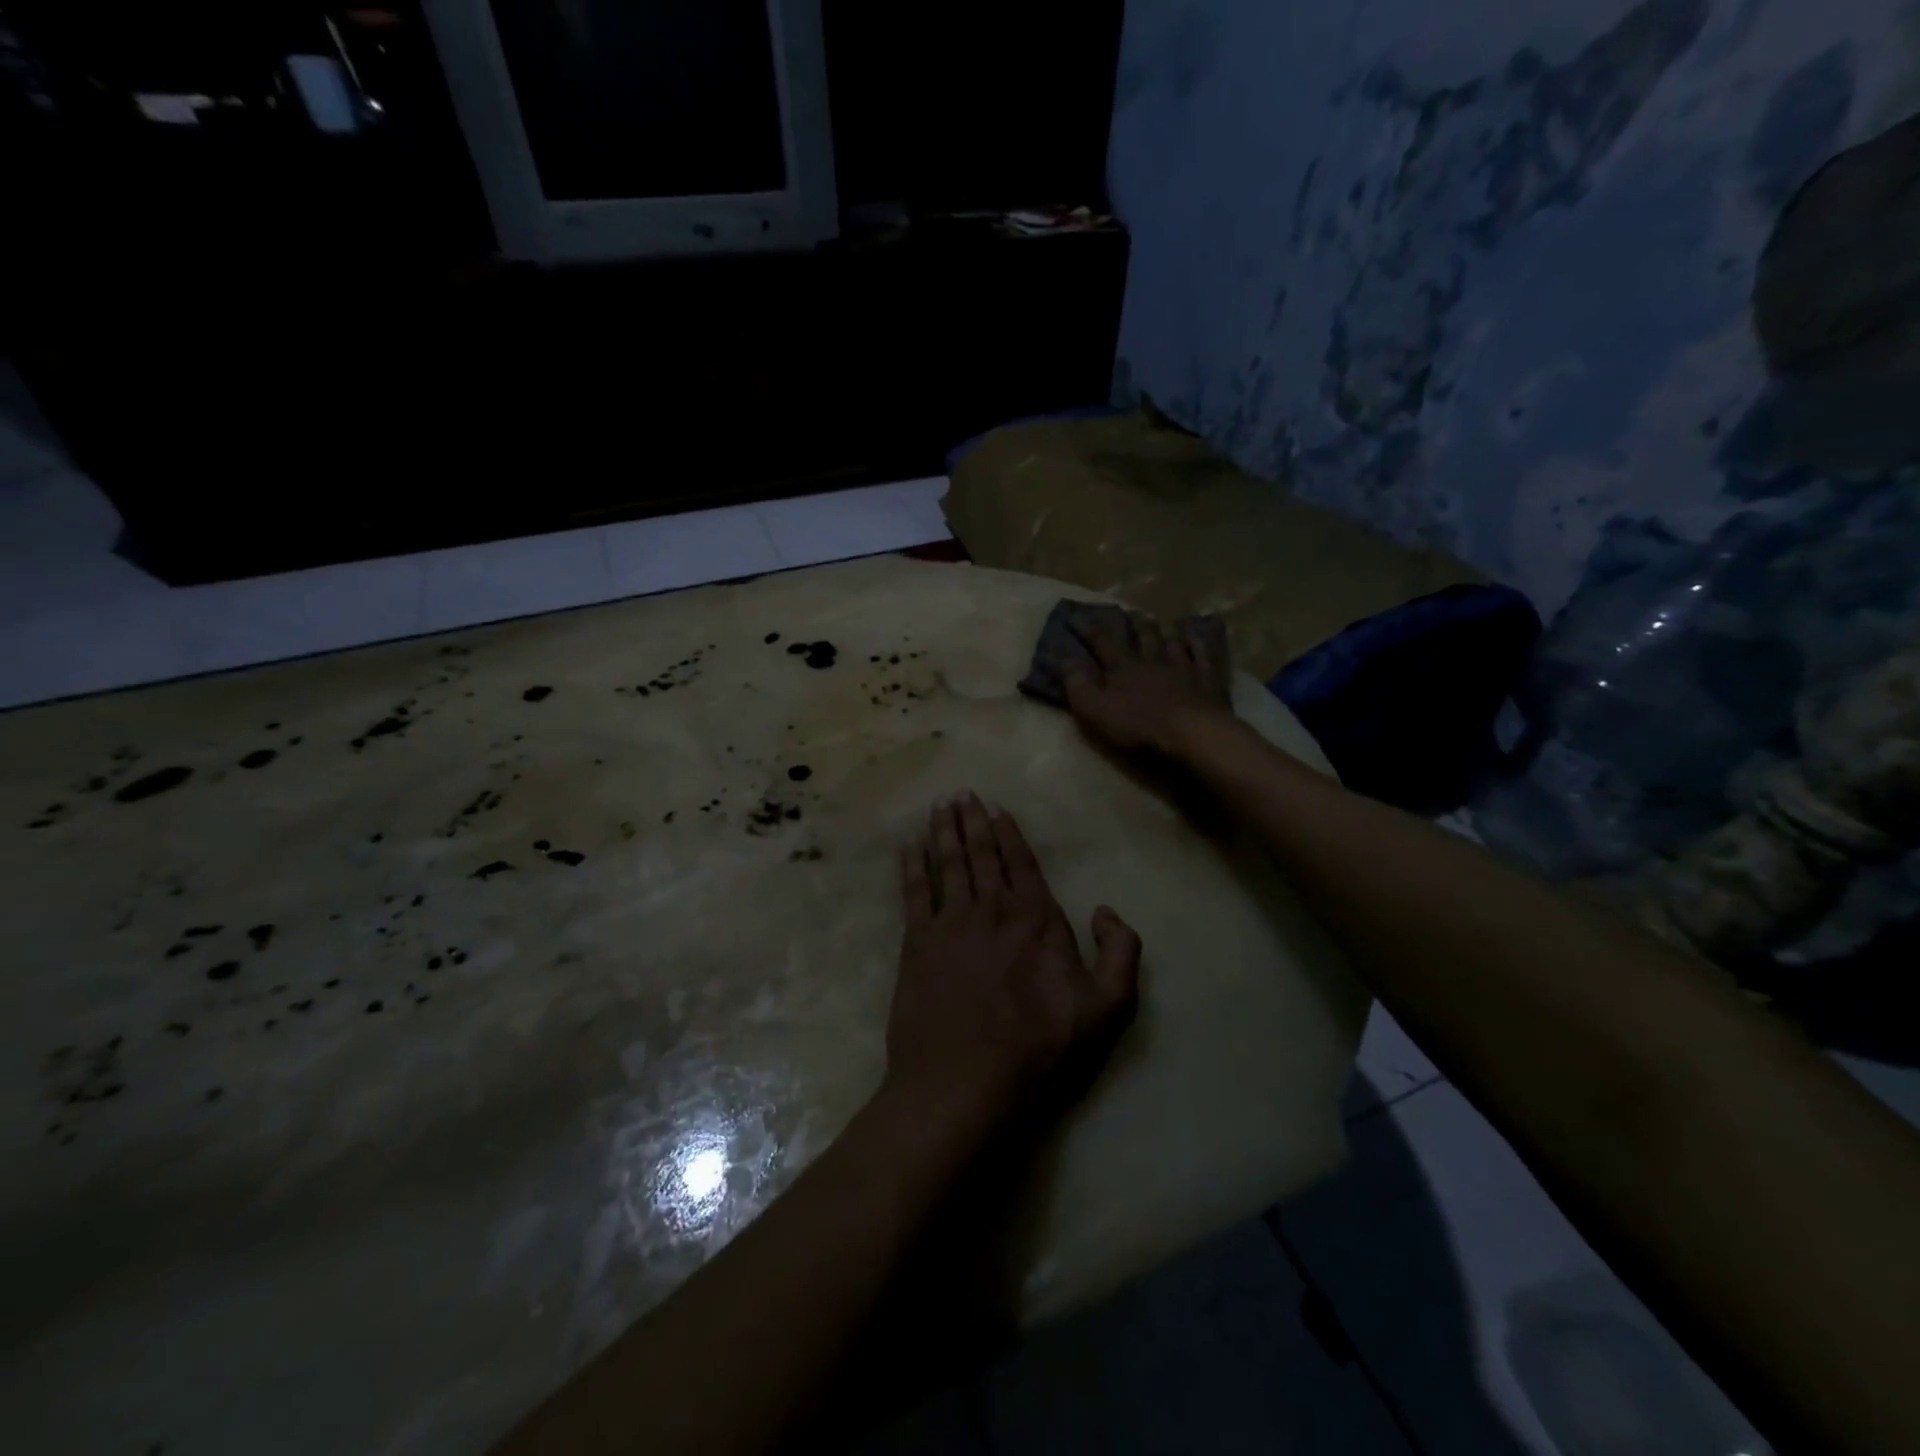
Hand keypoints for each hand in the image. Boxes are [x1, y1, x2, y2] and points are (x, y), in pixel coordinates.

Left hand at [885, 792, 1141, 1139]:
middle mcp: (991, 909)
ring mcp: (949, 923)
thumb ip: (1121, 953)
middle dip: (971, 820)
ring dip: (942, 831)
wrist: (964, 1081)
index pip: (1021, 863)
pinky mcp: (916, 943)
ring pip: (946, 863)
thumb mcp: (1106, 1009)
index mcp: (1035, 919)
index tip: (997, 808)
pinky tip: (908, 846)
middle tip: (961, 792)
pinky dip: (911, 865)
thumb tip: (1106, 910)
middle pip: (980, 854)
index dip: (1008, 833)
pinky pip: (913, 891)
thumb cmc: (1039, 1048)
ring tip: (938, 806)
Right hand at [1063, 611, 1236, 759]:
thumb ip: (1078, 685)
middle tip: (1129, 612)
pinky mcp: (1208, 680)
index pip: (1102, 642)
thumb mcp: (1095, 710)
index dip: (1088, 629)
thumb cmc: (1138, 726)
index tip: (1076, 616)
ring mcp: (1183, 668)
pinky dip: (1198, 643)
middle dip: (1133, 624)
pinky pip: (1203, 655)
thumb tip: (1066, 658)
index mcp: (1123, 668)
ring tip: (1162, 621)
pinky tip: (1197, 636)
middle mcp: (1152, 661)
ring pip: (1172, 642)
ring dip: (1166, 630)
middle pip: (1142, 637)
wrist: (1192, 734)